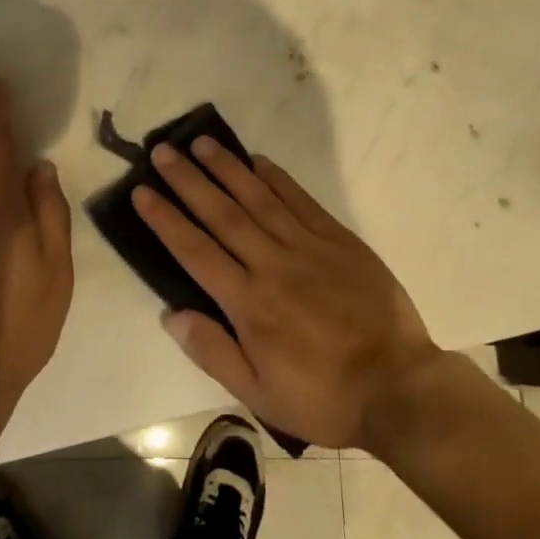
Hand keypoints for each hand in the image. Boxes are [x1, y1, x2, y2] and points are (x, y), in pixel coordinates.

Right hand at [132, 139, 441, 449]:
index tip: (141, 191)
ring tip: (202, 142)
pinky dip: (277, 178)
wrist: (398, 386)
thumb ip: (213, 351)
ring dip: (227, 168)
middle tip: (162, 151)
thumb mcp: (259, 393)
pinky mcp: (337, 239)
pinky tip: (258, 161)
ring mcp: (307, 246)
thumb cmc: (322, 396)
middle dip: (188, 180)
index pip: (195, 251)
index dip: (165, 219)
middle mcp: (271, 263)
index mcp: (248, 302)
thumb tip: (171, 313)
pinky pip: (301, 200)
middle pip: (221, 214)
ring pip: (258, 198)